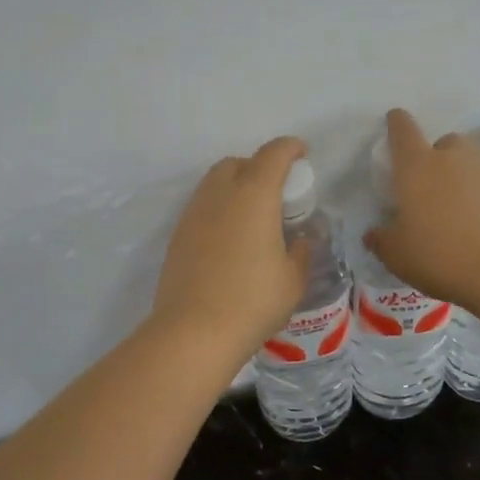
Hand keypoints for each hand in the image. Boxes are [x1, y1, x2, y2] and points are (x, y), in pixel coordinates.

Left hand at [151, 136, 312, 352]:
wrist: (194, 331)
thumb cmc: (253, 301)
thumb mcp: (292, 280)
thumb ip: (301, 252)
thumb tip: (299, 241)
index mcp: (254, 195)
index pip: (273, 154)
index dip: (290, 148)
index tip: (302, 154)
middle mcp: (220, 194)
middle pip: (237, 163)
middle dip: (258, 166)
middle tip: (276, 191)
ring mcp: (193, 214)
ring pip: (214, 183)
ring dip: (235, 186)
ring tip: (252, 216)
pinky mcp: (177, 236)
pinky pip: (202, 208)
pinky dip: (218, 209)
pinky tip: (229, 239)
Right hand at [364, 108, 479, 309]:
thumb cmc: (441, 256)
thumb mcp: (398, 256)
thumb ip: (382, 241)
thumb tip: (374, 234)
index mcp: (417, 166)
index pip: (403, 131)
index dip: (396, 123)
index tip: (394, 120)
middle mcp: (453, 159)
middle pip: (443, 142)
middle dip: (435, 155)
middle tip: (428, 186)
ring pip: (470, 162)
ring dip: (460, 175)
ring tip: (455, 208)